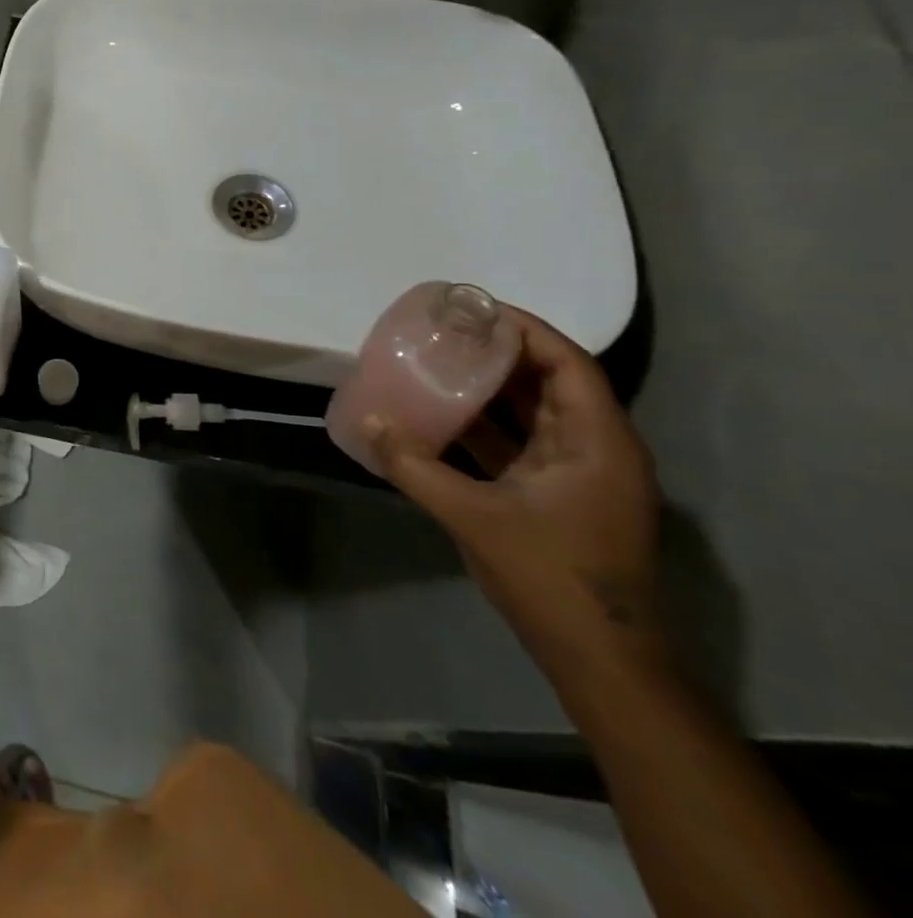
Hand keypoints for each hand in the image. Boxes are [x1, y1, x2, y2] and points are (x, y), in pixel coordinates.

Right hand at [374, 306, 664, 676]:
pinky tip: (440, 415)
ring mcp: (577, 475)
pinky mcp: (557, 496)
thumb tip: (367, 422)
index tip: (473, 308)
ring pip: (532, 412)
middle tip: (444, 330)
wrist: (598, 657)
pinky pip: (519, 443)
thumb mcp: (474, 517)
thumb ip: (415, 466)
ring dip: (489, 387)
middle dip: (499, 352)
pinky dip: (484, 424)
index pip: (568, 364)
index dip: (526, 329)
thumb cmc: (551, 576)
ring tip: (437, 361)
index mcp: (597, 444)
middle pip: (550, 382)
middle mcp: (595, 450)